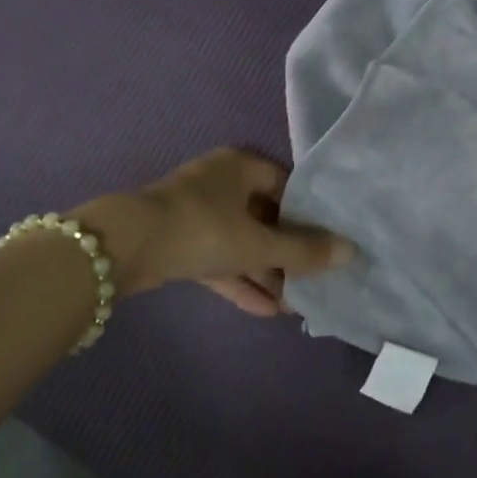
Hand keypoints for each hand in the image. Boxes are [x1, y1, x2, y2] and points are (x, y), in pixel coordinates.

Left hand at [81, 148, 352, 316]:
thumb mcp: (258, 243)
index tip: (330, 243)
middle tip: (314, 281)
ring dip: (266, 272)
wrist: (126, 247)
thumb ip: (304, 251)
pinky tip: (267, 311)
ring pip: (242, 241)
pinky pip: (220, 259)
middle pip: (266, 216)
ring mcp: (199, 212)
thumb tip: (351, 251)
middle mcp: (222, 183)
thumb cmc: (202, 229)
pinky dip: (240, 280)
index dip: (310, 214)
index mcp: (241, 166)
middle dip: (288, 252)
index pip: (287, 185)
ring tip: (296, 306)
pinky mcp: (181, 241)